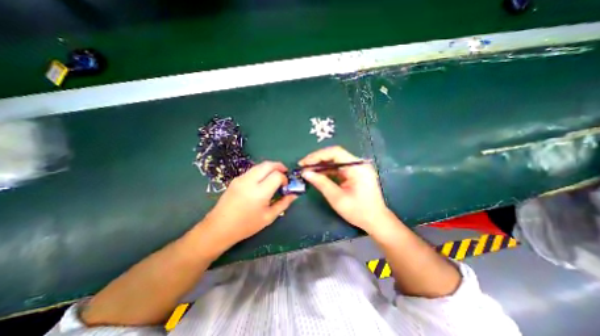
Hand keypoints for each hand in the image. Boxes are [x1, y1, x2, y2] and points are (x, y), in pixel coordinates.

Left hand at [203, 162, 295, 247]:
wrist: (219, 227)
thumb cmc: (246, 225)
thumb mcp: (269, 217)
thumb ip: (283, 203)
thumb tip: (294, 195)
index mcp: (259, 192)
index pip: (276, 175)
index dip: (284, 178)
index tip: (285, 185)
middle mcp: (250, 181)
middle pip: (268, 165)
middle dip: (279, 166)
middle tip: (284, 173)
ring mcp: (241, 178)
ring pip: (259, 165)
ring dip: (270, 167)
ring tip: (275, 176)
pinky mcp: (236, 179)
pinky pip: (252, 170)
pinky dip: (261, 171)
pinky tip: (262, 180)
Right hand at [299, 146, 391, 234]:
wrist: (376, 221)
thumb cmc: (358, 211)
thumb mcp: (337, 198)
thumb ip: (321, 183)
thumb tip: (305, 173)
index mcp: (357, 167)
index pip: (335, 152)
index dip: (317, 155)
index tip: (304, 163)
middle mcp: (358, 164)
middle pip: (334, 155)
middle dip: (317, 160)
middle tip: (303, 166)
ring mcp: (357, 168)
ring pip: (335, 161)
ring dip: (321, 165)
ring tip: (307, 170)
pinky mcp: (354, 174)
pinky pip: (338, 168)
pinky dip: (327, 171)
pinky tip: (317, 175)